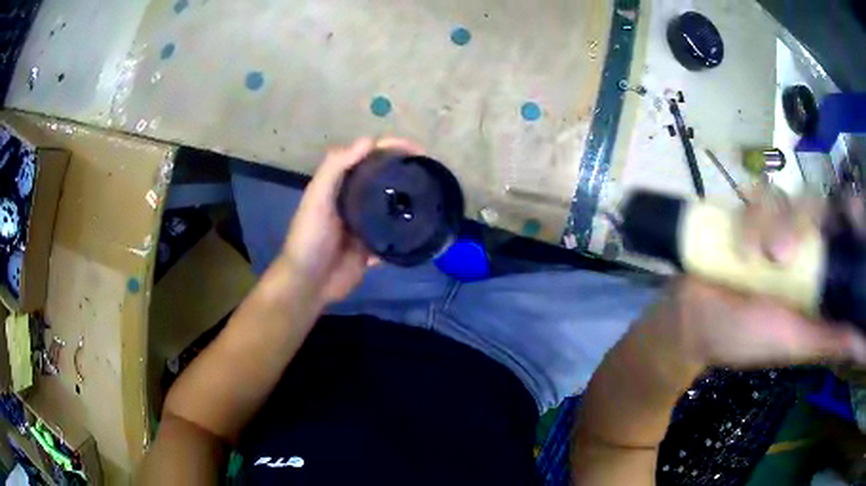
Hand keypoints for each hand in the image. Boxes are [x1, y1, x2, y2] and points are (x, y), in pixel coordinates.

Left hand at [281, 137, 422, 306]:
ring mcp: (364, 224)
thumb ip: (335, 168)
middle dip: (404, 170)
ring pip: (390, 205)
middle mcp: (353, 199)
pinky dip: (405, 230)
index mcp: (340, 184)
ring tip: (432, 195)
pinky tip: (422, 226)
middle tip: (430, 171)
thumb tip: (369, 141)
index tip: (418, 151)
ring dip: (407, 199)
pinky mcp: (372, 247)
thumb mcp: (317, 199)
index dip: (391, 148)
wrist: (309, 283)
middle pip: (382, 178)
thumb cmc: (310, 238)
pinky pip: (392, 234)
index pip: (369, 157)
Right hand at [643, 195, 865, 370]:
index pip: (843, 223)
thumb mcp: (801, 344)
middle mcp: (802, 240)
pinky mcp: (747, 212)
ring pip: (786, 194)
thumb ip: (838, 339)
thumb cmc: (749, 340)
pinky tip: (739, 245)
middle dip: (803, 220)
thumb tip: (865, 346)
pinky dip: (748, 215)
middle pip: (816, 202)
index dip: (849, 211)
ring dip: (769, 224)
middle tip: (783, 256)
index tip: (850, 214)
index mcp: (820, 269)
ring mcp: (773, 223)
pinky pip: (756, 191)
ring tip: (755, 258)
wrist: (696, 325)